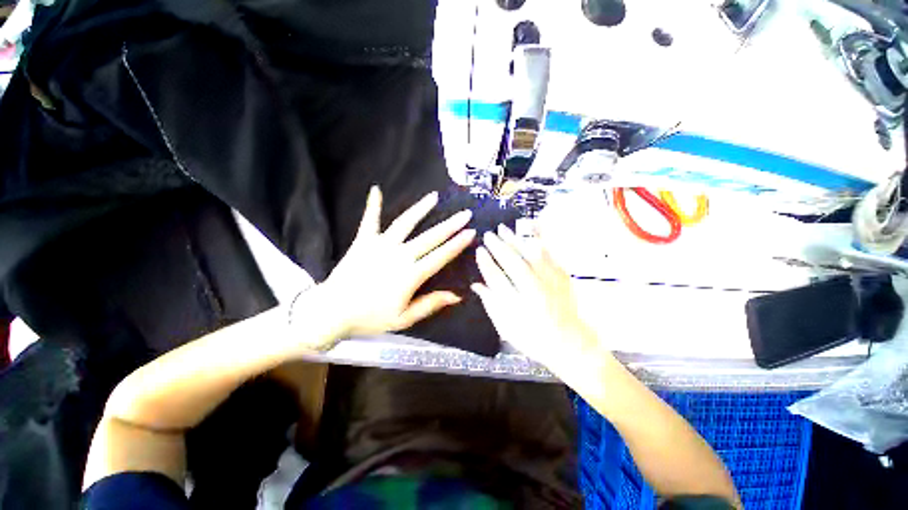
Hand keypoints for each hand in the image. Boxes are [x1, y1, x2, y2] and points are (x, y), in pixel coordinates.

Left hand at [320, 186, 475, 337]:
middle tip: (465, 214)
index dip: (457, 244)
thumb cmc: (370, 318)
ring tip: (434, 197)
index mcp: (410, 275)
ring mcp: (381, 245)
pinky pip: (370, 220)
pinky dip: (374, 205)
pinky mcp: (364, 241)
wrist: (332, 310)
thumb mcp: (403, 318)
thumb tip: (457, 296)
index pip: (440, 256)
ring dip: (421, 209)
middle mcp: (399, 255)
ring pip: (406, 223)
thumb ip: (430, 304)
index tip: (471, 232)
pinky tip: (376, 189)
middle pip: (430, 237)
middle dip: (450, 225)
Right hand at [472, 225, 598, 370]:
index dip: (486, 263)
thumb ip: (491, 304)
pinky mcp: (561, 277)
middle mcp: (532, 290)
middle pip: (512, 263)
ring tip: (503, 228)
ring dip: (515, 240)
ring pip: (530, 255)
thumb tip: (476, 285)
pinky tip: (531, 231)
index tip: (479, 251)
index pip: (496, 278)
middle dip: (498, 247)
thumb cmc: (533, 338)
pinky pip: (549, 254)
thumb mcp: (506, 327)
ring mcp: (549, 281)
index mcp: (517, 305)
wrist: (569, 343)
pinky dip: (539, 240)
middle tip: (488, 234)